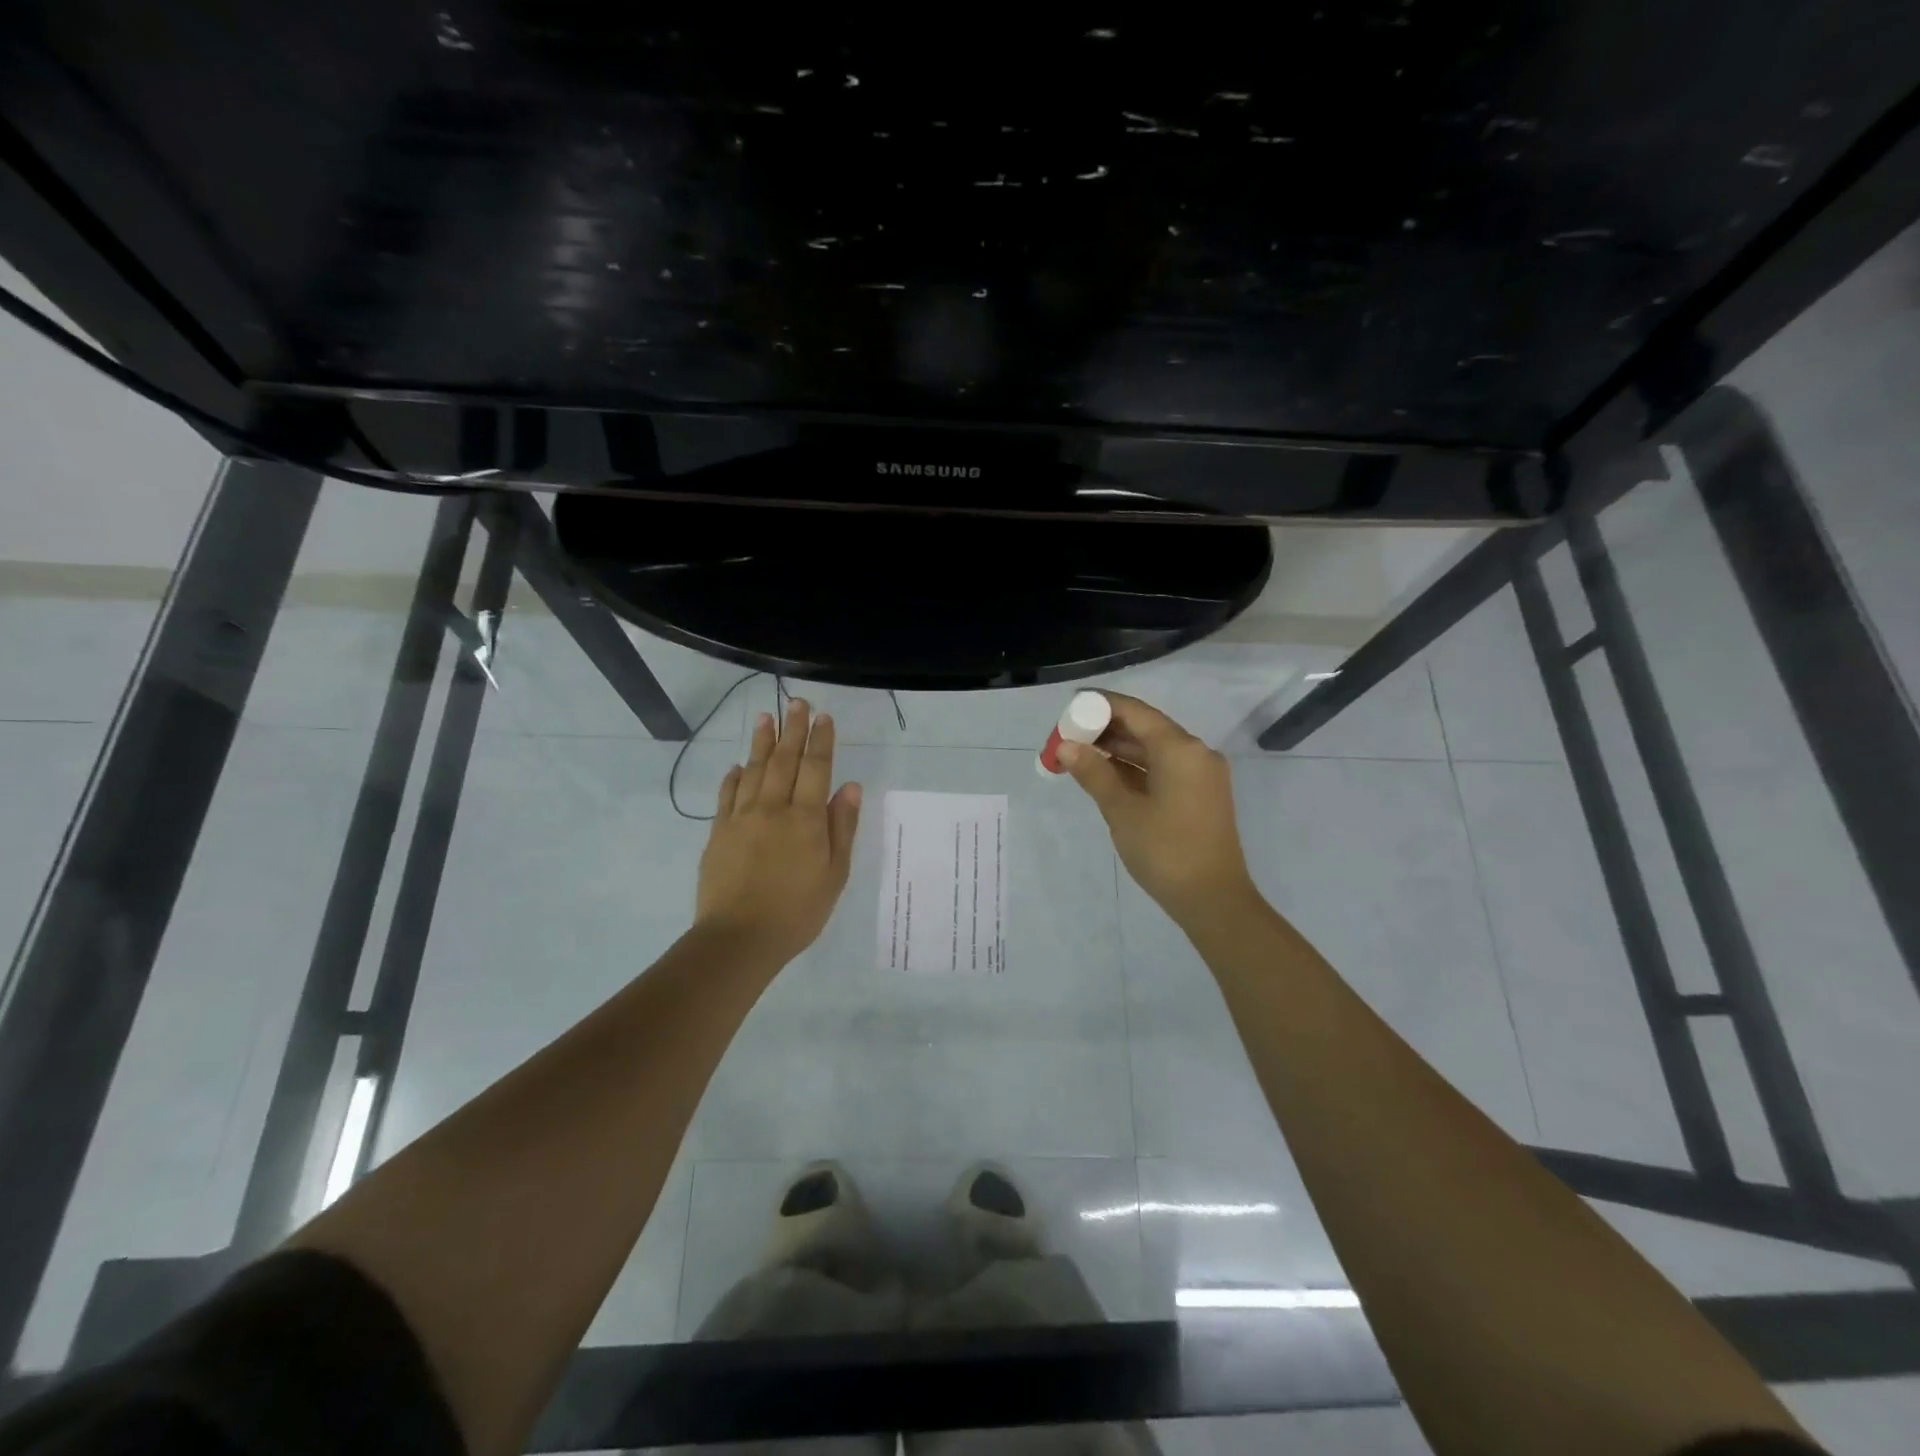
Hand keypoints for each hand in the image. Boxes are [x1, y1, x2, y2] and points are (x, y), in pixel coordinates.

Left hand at [696, 699, 862, 966]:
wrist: (739, 939)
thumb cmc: (797, 911)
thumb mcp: (834, 874)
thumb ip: (841, 828)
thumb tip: (849, 786)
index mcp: (805, 819)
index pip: (815, 768)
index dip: (821, 740)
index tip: (823, 716)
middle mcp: (772, 809)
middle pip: (783, 760)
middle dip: (792, 729)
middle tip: (795, 702)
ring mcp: (741, 818)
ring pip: (753, 770)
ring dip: (761, 742)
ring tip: (765, 716)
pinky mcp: (718, 833)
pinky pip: (727, 795)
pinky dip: (733, 776)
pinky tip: (737, 765)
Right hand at [1059, 692, 1258, 926]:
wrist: (1214, 901)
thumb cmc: (1166, 852)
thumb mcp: (1122, 811)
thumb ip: (1093, 773)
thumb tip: (1066, 746)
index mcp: (1181, 749)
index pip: (1135, 712)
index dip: (1100, 705)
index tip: (1069, 707)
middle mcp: (1196, 753)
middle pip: (1145, 728)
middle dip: (1105, 729)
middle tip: (1067, 736)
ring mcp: (1201, 775)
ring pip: (1154, 749)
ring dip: (1118, 750)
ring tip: (1078, 753)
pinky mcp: (1200, 794)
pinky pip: (1163, 768)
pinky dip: (1135, 768)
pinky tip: (1105, 773)